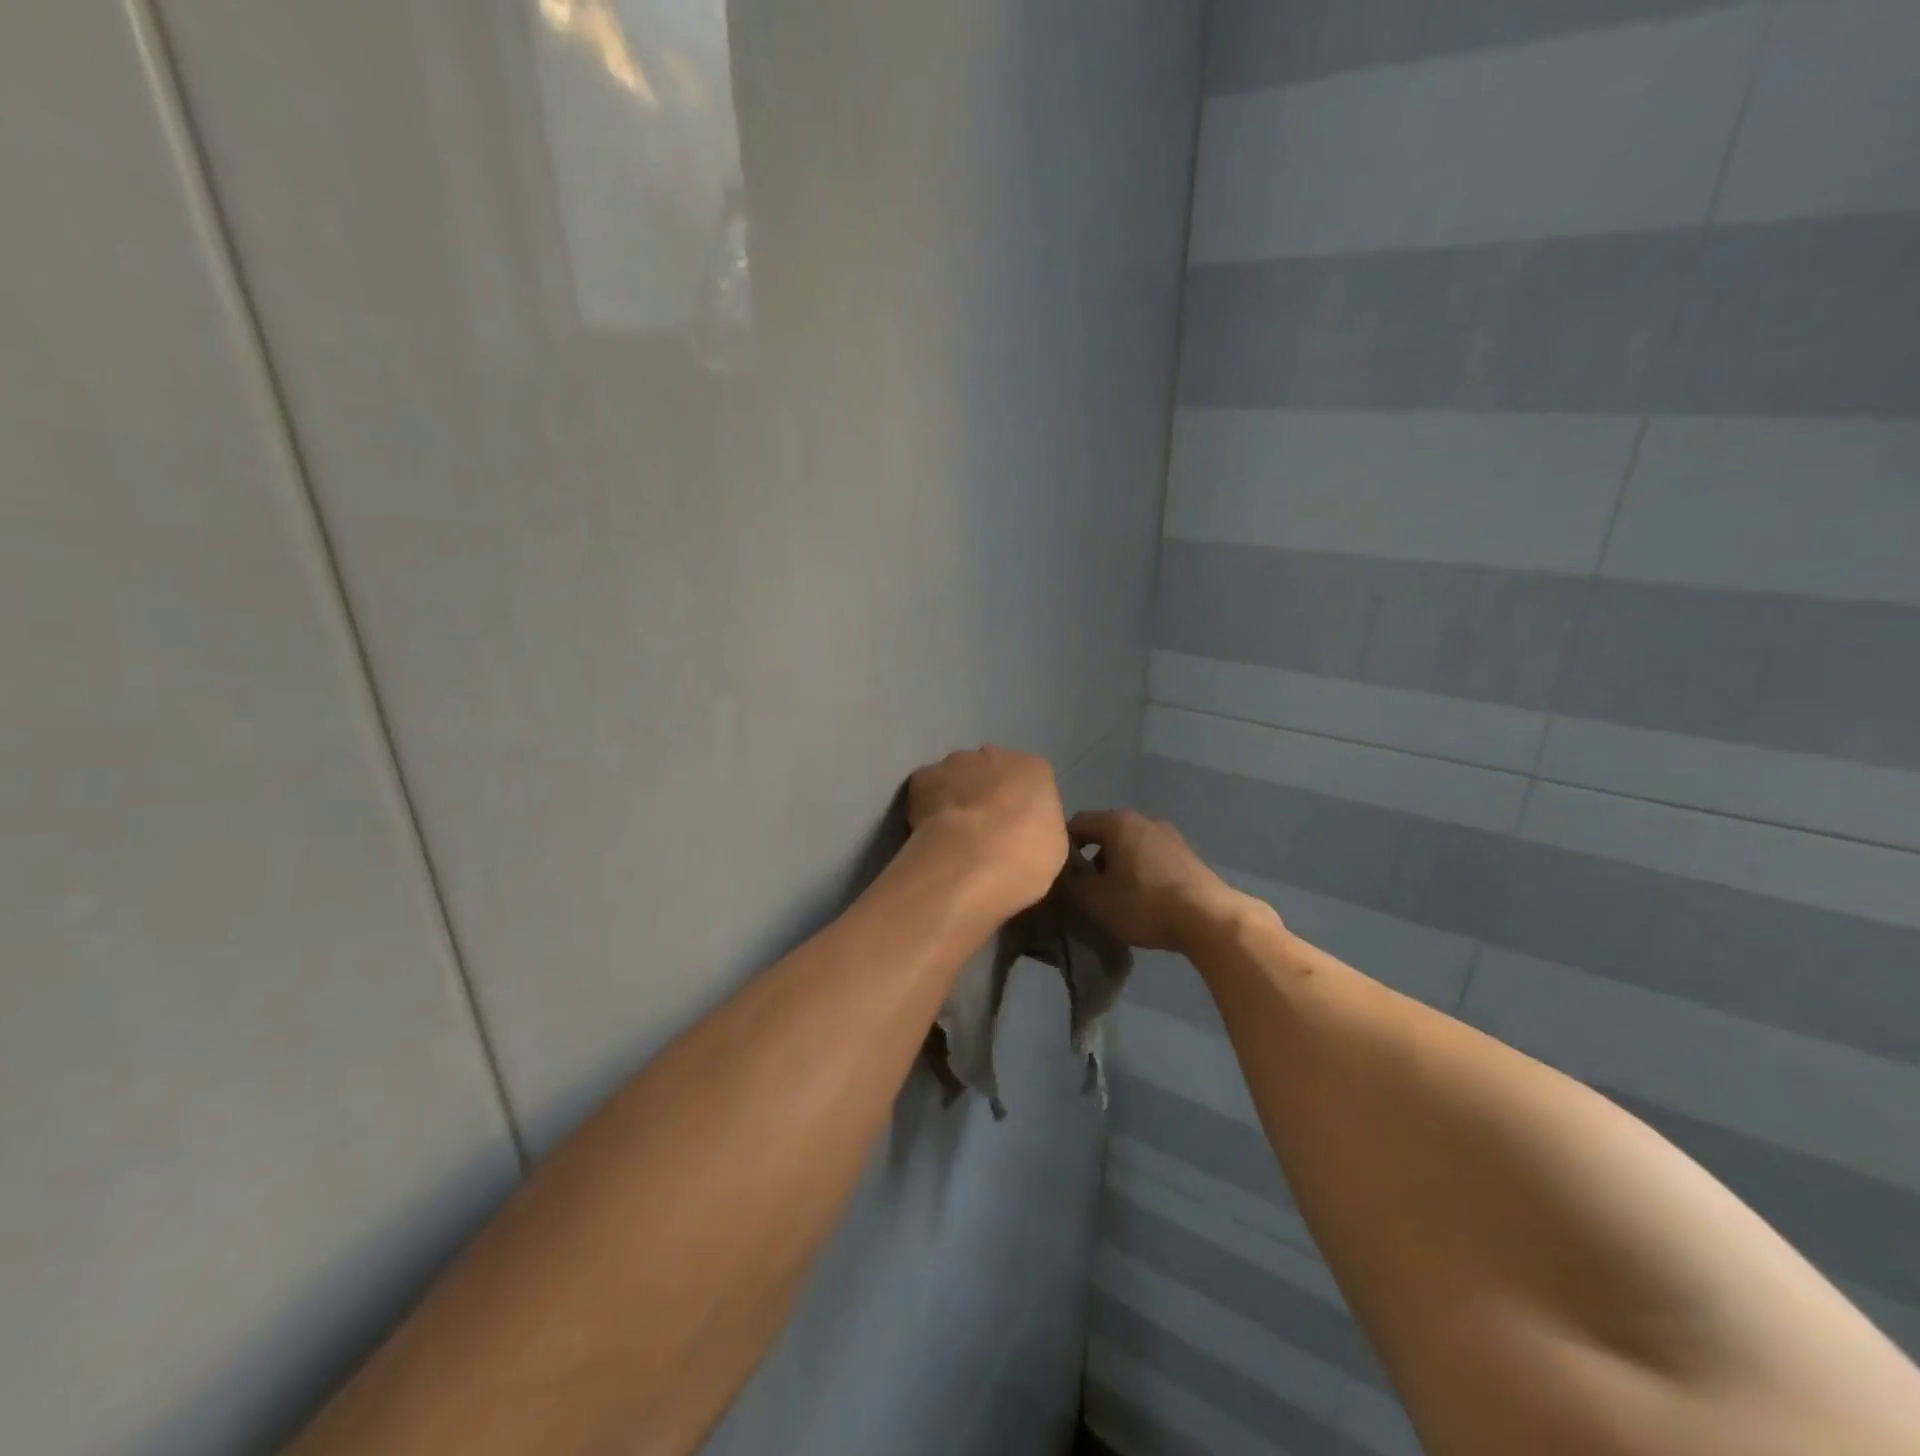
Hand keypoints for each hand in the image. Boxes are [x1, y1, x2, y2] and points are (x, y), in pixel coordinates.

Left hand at [907, 747, 1067, 919]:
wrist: (970, 860)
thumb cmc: (1024, 857)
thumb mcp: (1053, 847)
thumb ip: (1040, 827)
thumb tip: (1025, 830)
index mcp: (1035, 769)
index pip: (1031, 779)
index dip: (1022, 805)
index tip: (1016, 830)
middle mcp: (996, 754)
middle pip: (993, 770)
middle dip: (989, 792)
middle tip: (985, 830)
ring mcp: (956, 762)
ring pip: (958, 775)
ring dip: (957, 796)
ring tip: (953, 833)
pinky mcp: (923, 777)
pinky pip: (928, 788)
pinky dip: (928, 805)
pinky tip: (930, 830)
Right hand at [1063, 809, 1258, 952]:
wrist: (1208, 919)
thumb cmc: (1143, 904)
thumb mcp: (1094, 899)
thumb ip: (1071, 881)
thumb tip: (1064, 872)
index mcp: (1117, 822)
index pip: (1077, 823)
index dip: (1063, 847)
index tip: (1061, 875)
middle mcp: (1144, 820)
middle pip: (1105, 833)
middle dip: (1091, 859)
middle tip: (1085, 889)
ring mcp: (1170, 836)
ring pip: (1129, 846)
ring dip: (1117, 866)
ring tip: (1114, 897)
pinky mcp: (1187, 855)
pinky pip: (1151, 858)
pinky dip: (1139, 872)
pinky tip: (1142, 899)